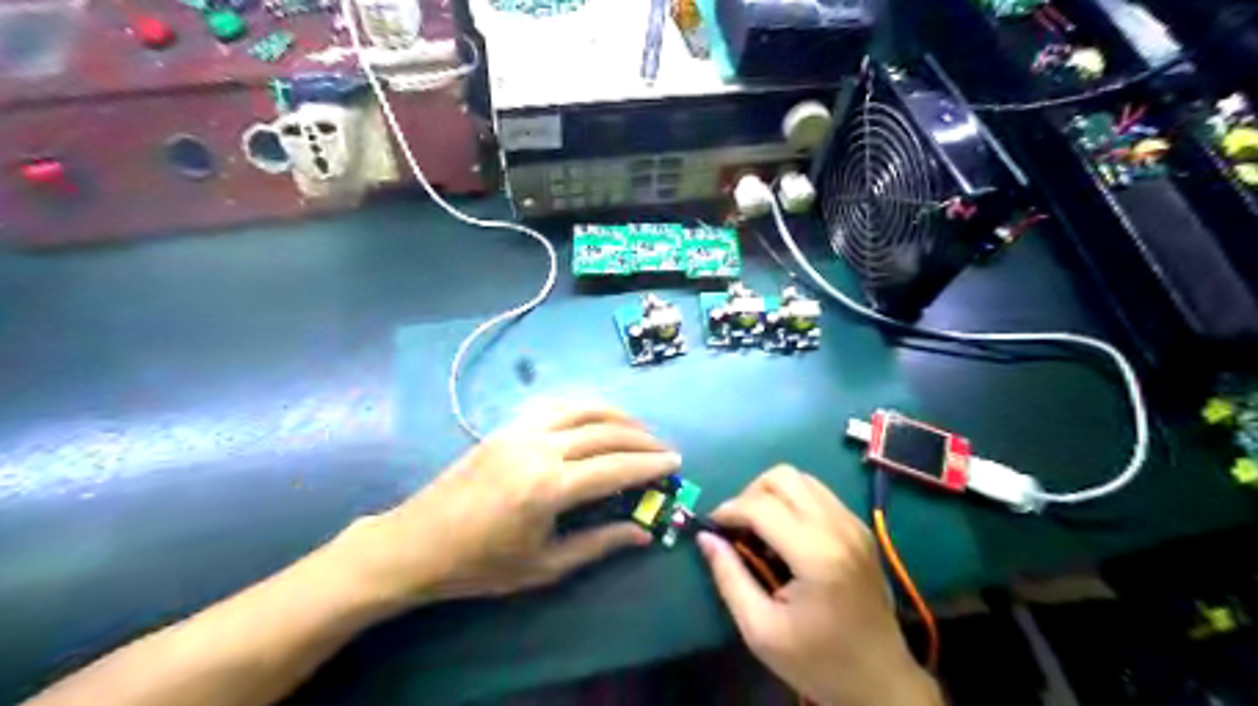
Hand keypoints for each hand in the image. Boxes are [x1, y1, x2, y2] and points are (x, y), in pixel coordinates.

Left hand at [338, 407, 683, 610]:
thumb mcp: (544, 566)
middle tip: (664, 448)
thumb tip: (643, 533)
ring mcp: (521, 430)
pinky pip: (556, 404)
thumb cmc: (480, 565)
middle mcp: (539, 447)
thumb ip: (598, 544)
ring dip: (618, 415)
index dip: (650, 464)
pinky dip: (585, 407)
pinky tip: (596, 418)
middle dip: (642, 438)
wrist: (416, 542)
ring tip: (639, 430)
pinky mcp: (507, 425)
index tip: (675, 463)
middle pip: (606, 431)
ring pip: (584, 408)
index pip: (616, 467)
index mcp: (549, 487)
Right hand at [699, 467, 944, 704]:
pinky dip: (793, 500)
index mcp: (816, 555)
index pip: (761, 505)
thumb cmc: (818, 661)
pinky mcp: (860, 528)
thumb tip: (705, 537)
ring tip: (759, 528)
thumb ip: (729, 577)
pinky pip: (818, 493)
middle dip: (750, 494)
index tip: (712, 527)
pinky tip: (785, 533)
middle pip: (782, 477)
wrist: (881, 681)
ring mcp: (853, 524)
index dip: (728, 510)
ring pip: (801, 478)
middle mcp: (838, 527)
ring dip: (771, 494)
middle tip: (738, 527)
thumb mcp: (761, 630)